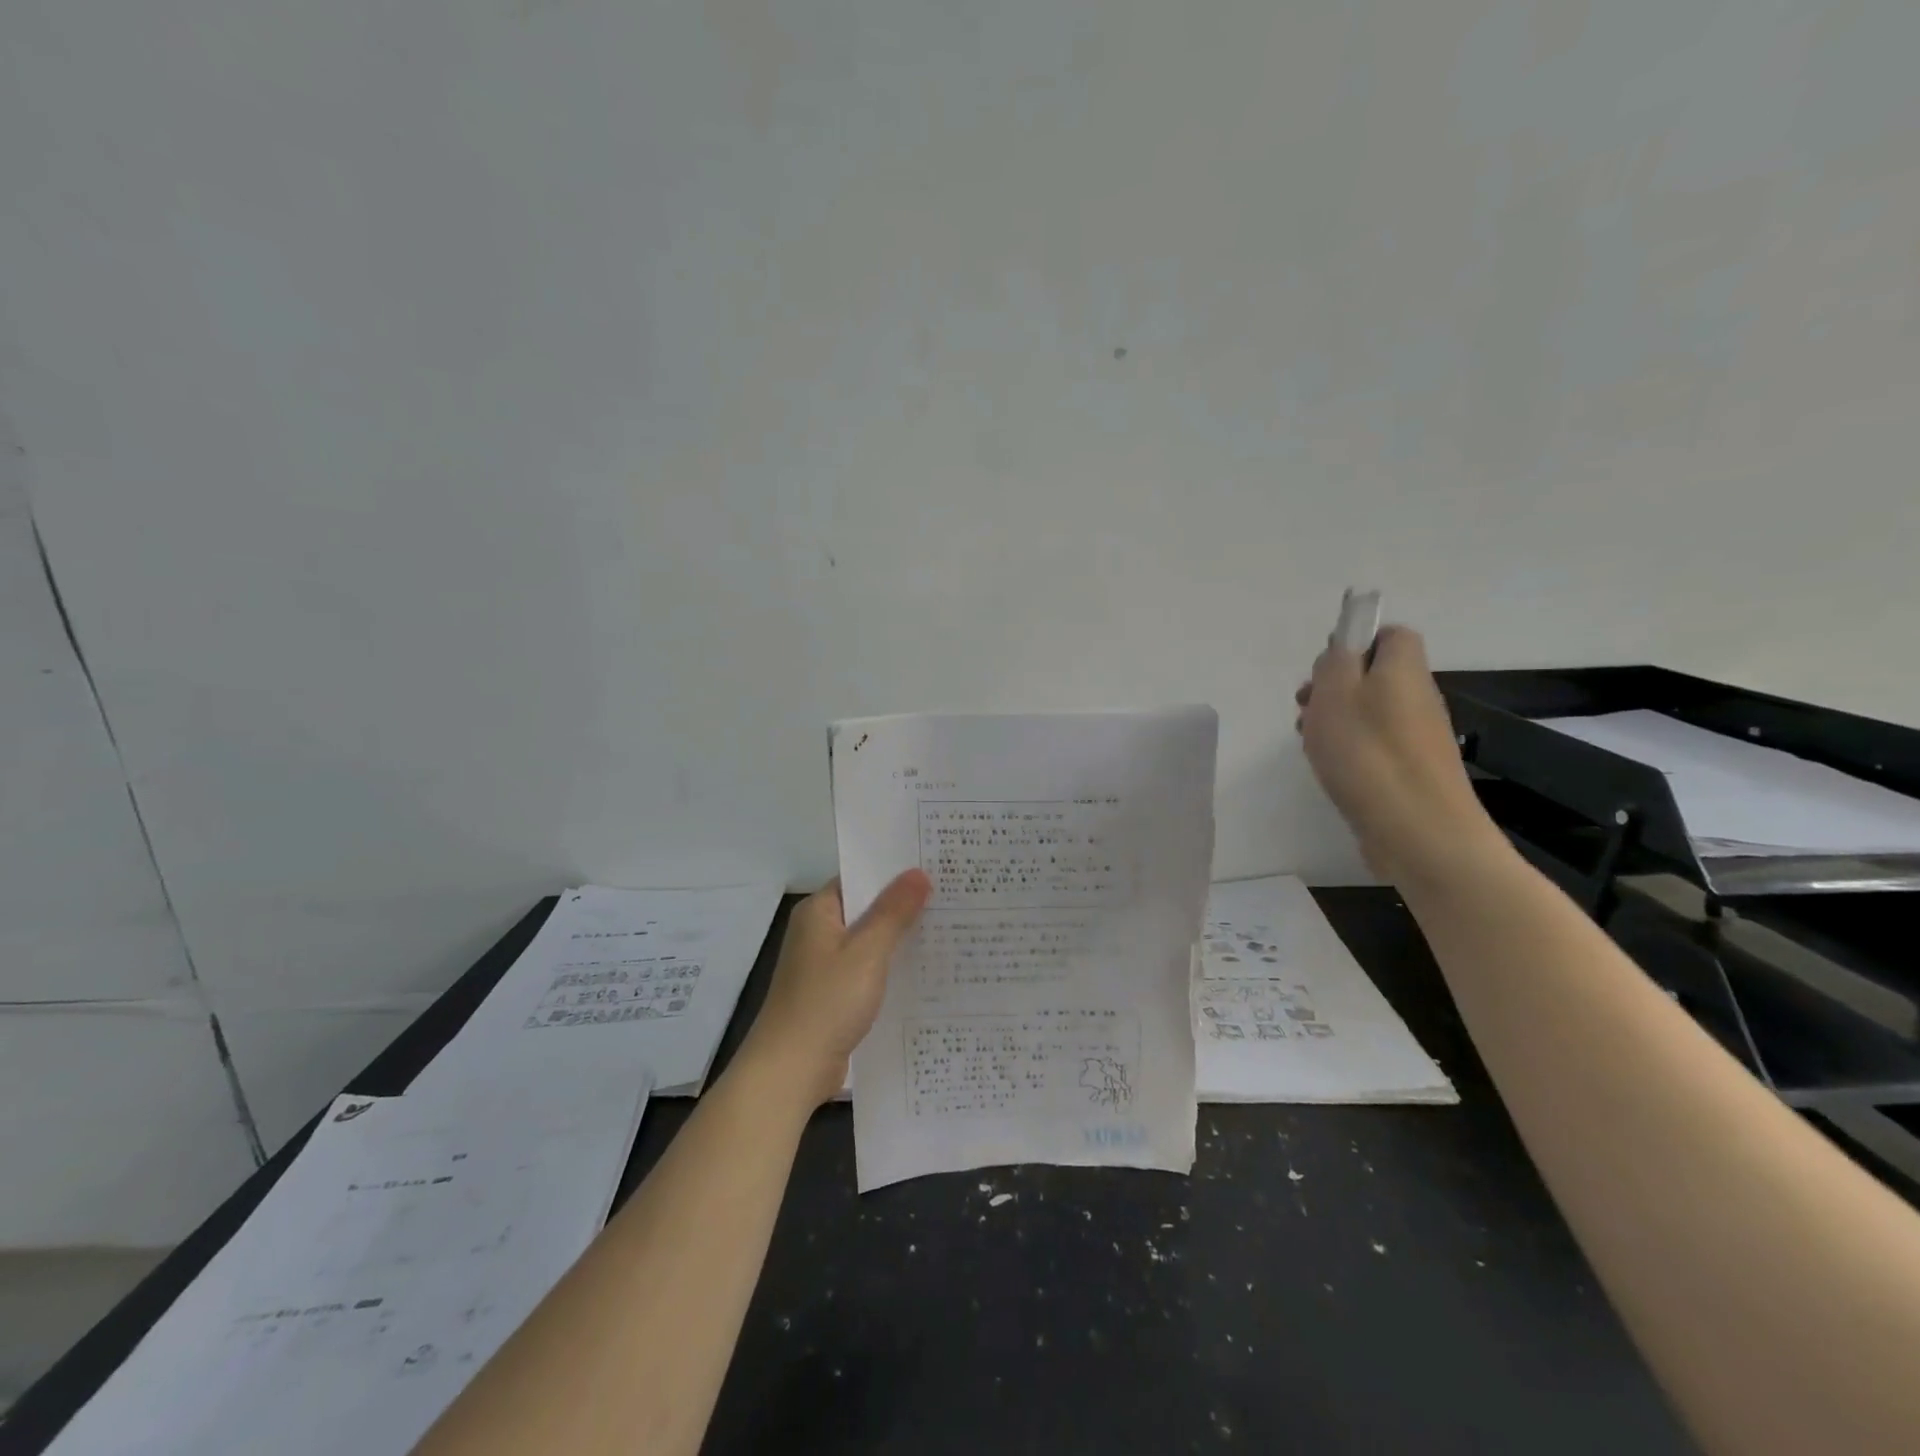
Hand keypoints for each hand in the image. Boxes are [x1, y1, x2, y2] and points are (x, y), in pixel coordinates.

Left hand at [738, 870, 931, 1105]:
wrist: (790, 1072)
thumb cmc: (826, 1002)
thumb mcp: (867, 952)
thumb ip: (894, 911)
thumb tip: (918, 872)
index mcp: (819, 911)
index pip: (860, 877)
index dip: (895, 871)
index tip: (935, 865)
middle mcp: (819, 932)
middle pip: (867, 909)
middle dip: (905, 906)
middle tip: (954, 895)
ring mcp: (825, 966)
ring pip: (871, 942)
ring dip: (901, 939)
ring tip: (951, 928)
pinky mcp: (834, 995)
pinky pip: (869, 970)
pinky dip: (892, 968)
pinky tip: (927, 971)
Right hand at [1294, 626, 1503, 888]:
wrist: (1418, 830)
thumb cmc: (1368, 753)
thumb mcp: (1335, 692)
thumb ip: (1335, 661)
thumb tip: (1343, 649)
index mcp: (1403, 669)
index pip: (1390, 634)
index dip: (1356, 641)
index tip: (1324, 666)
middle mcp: (1418, 696)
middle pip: (1374, 675)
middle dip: (1334, 686)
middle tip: (1306, 707)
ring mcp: (1417, 736)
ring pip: (1369, 712)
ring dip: (1334, 721)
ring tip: (1309, 742)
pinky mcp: (1410, 771)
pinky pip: (1374, 746)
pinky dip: (1348, 751)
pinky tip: (1329, 769)